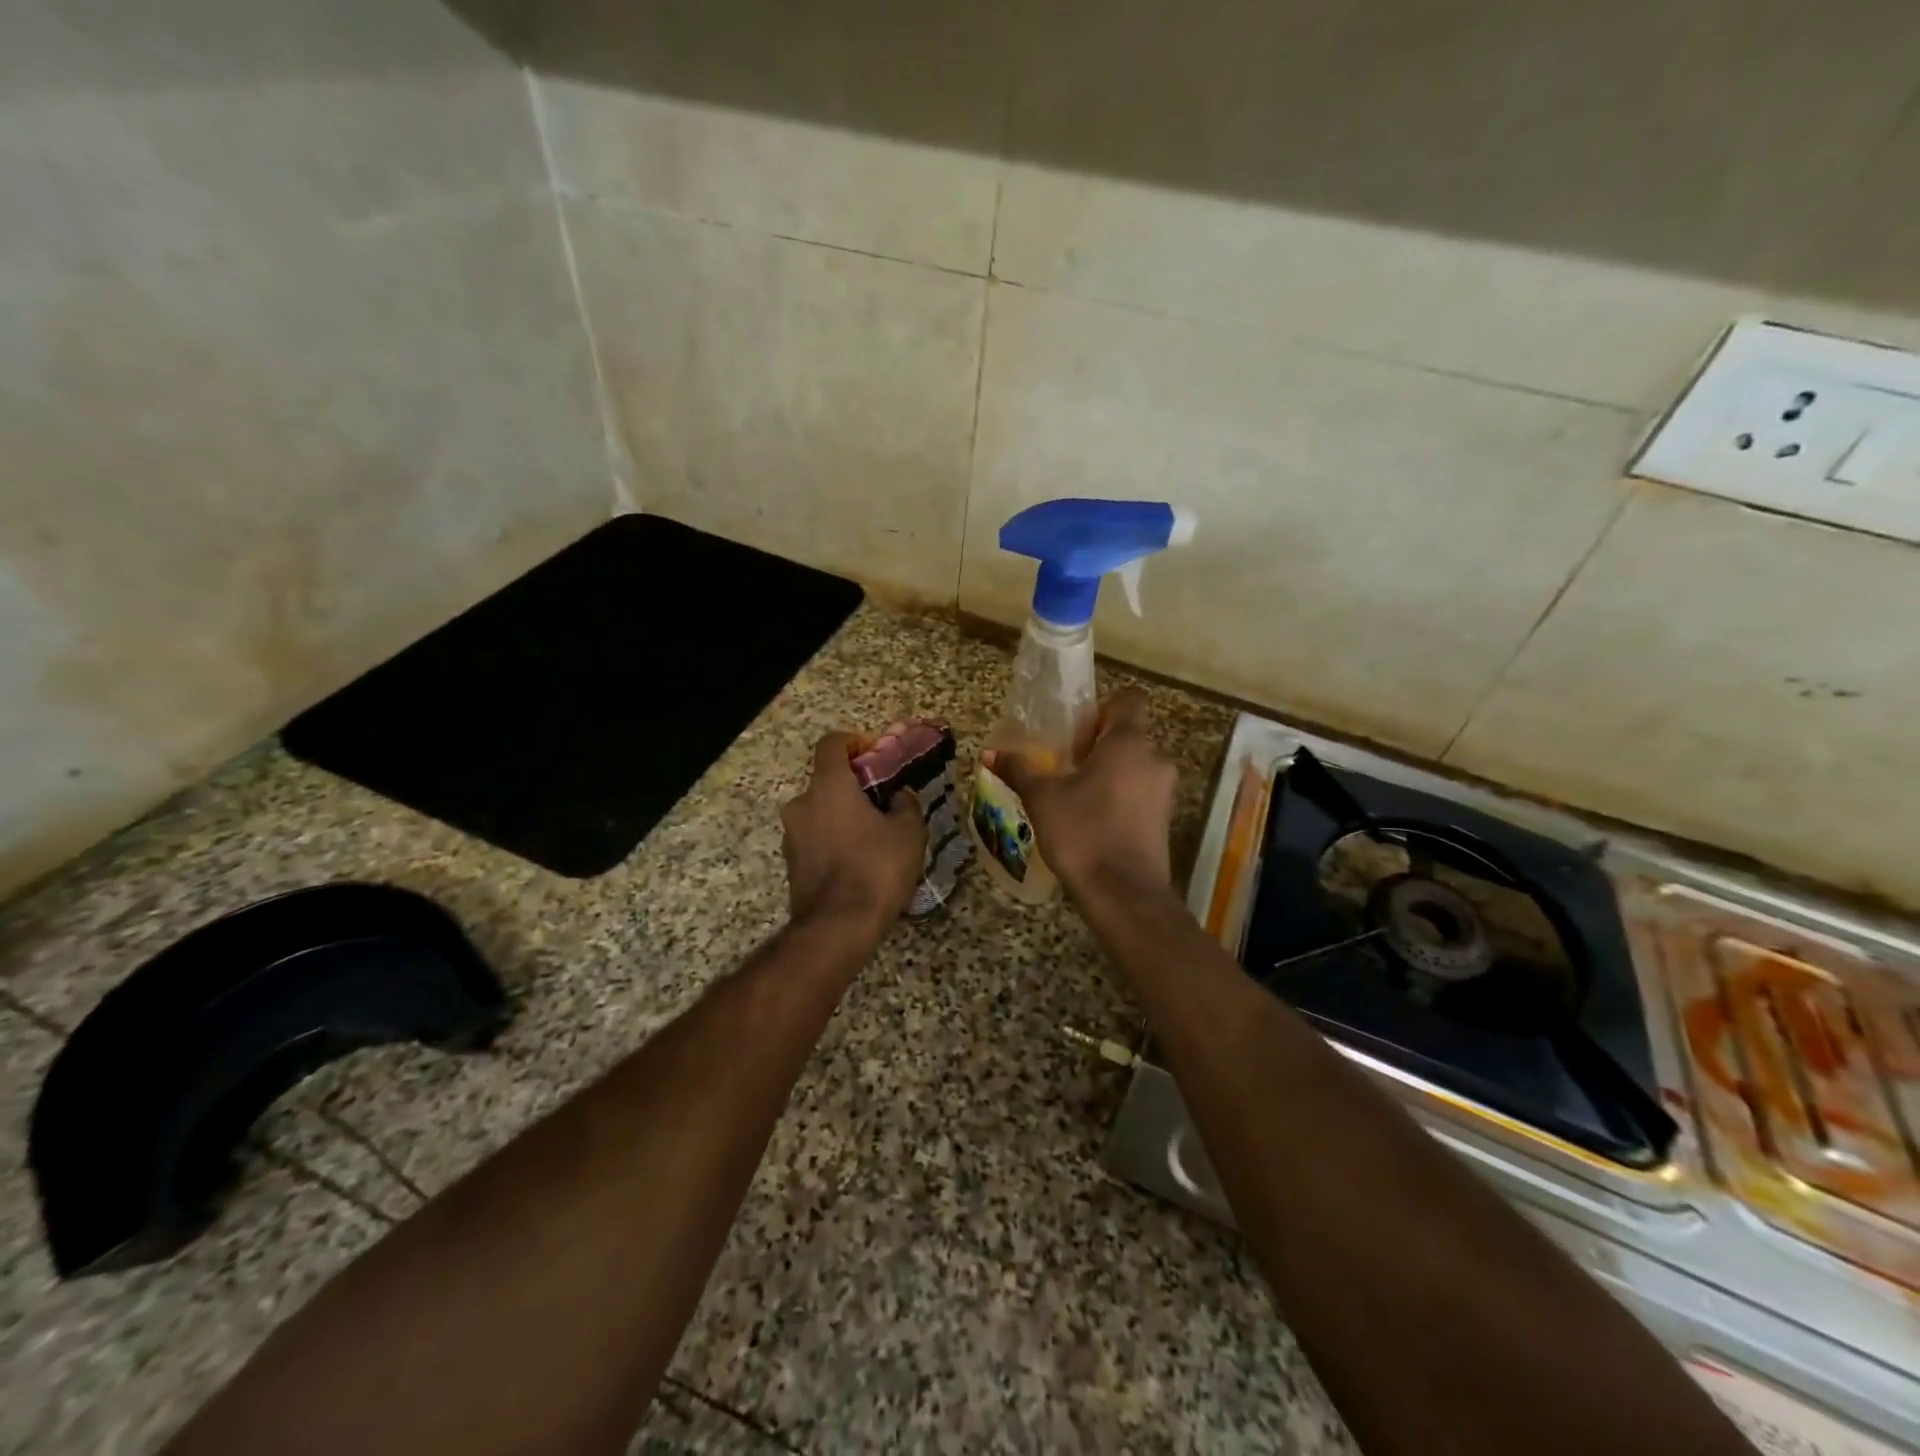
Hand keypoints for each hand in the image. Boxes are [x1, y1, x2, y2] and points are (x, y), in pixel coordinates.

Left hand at [780, 732, 926, 934]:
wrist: (838, 927)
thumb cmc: (876, 868)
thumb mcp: (909, 832)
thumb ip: (905, 804)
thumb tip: (899, 796)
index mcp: (828, 786)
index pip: (831, 744)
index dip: (853, 742)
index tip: (873, 754)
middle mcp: (802, 804)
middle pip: (826, 782)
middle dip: (853, 788)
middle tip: (882, 804)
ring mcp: (791, 836)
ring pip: (820, 813)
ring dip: (843, 817)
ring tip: (874, 839)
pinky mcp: (791, 865)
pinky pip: (816, 840)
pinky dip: (834, 842)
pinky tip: (859, 864)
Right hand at [984, 690, 1177, 900]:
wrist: (1123, 894)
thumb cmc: (1083, 833)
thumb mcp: (1042, 798)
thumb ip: (1019, 769)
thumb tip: (989, 753)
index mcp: (1128, 742)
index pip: (1128, 700)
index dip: (1102, 709)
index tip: (1077, 732)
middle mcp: (1154, 759)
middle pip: (1129, 736)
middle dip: (1099, 746)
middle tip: (1066, 766)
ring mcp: (1164, 791)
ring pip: (1136, 766)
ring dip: (1110, 774)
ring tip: (1076, 796)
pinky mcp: (1165, 819)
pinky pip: (1141, 793)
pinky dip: (1121, 797)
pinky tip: (1093, 820)